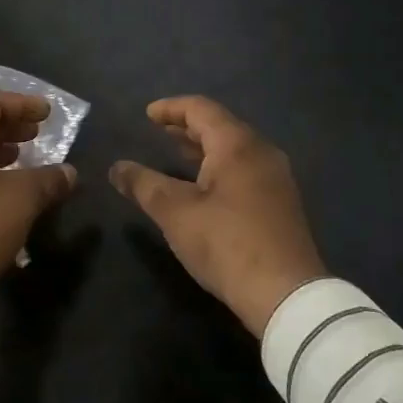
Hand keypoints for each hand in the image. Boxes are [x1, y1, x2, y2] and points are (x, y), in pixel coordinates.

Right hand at [110, 96, 328, 335]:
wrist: (285, 293)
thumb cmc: (226, 244)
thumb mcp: (175, 213)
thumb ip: (143, 185)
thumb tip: (116, 168)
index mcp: (237, 145)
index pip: (201, 109)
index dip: (171, 108)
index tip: (147, 115)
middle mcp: (261, 152)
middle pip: (221, 126)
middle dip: (187, 127)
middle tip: (158, 132)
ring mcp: (276, 177)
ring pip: (235, 149)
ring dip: (203, 149)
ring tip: (176, 155)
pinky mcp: (281, 202)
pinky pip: (245, 168)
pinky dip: (219, 166)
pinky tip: (204, 187)